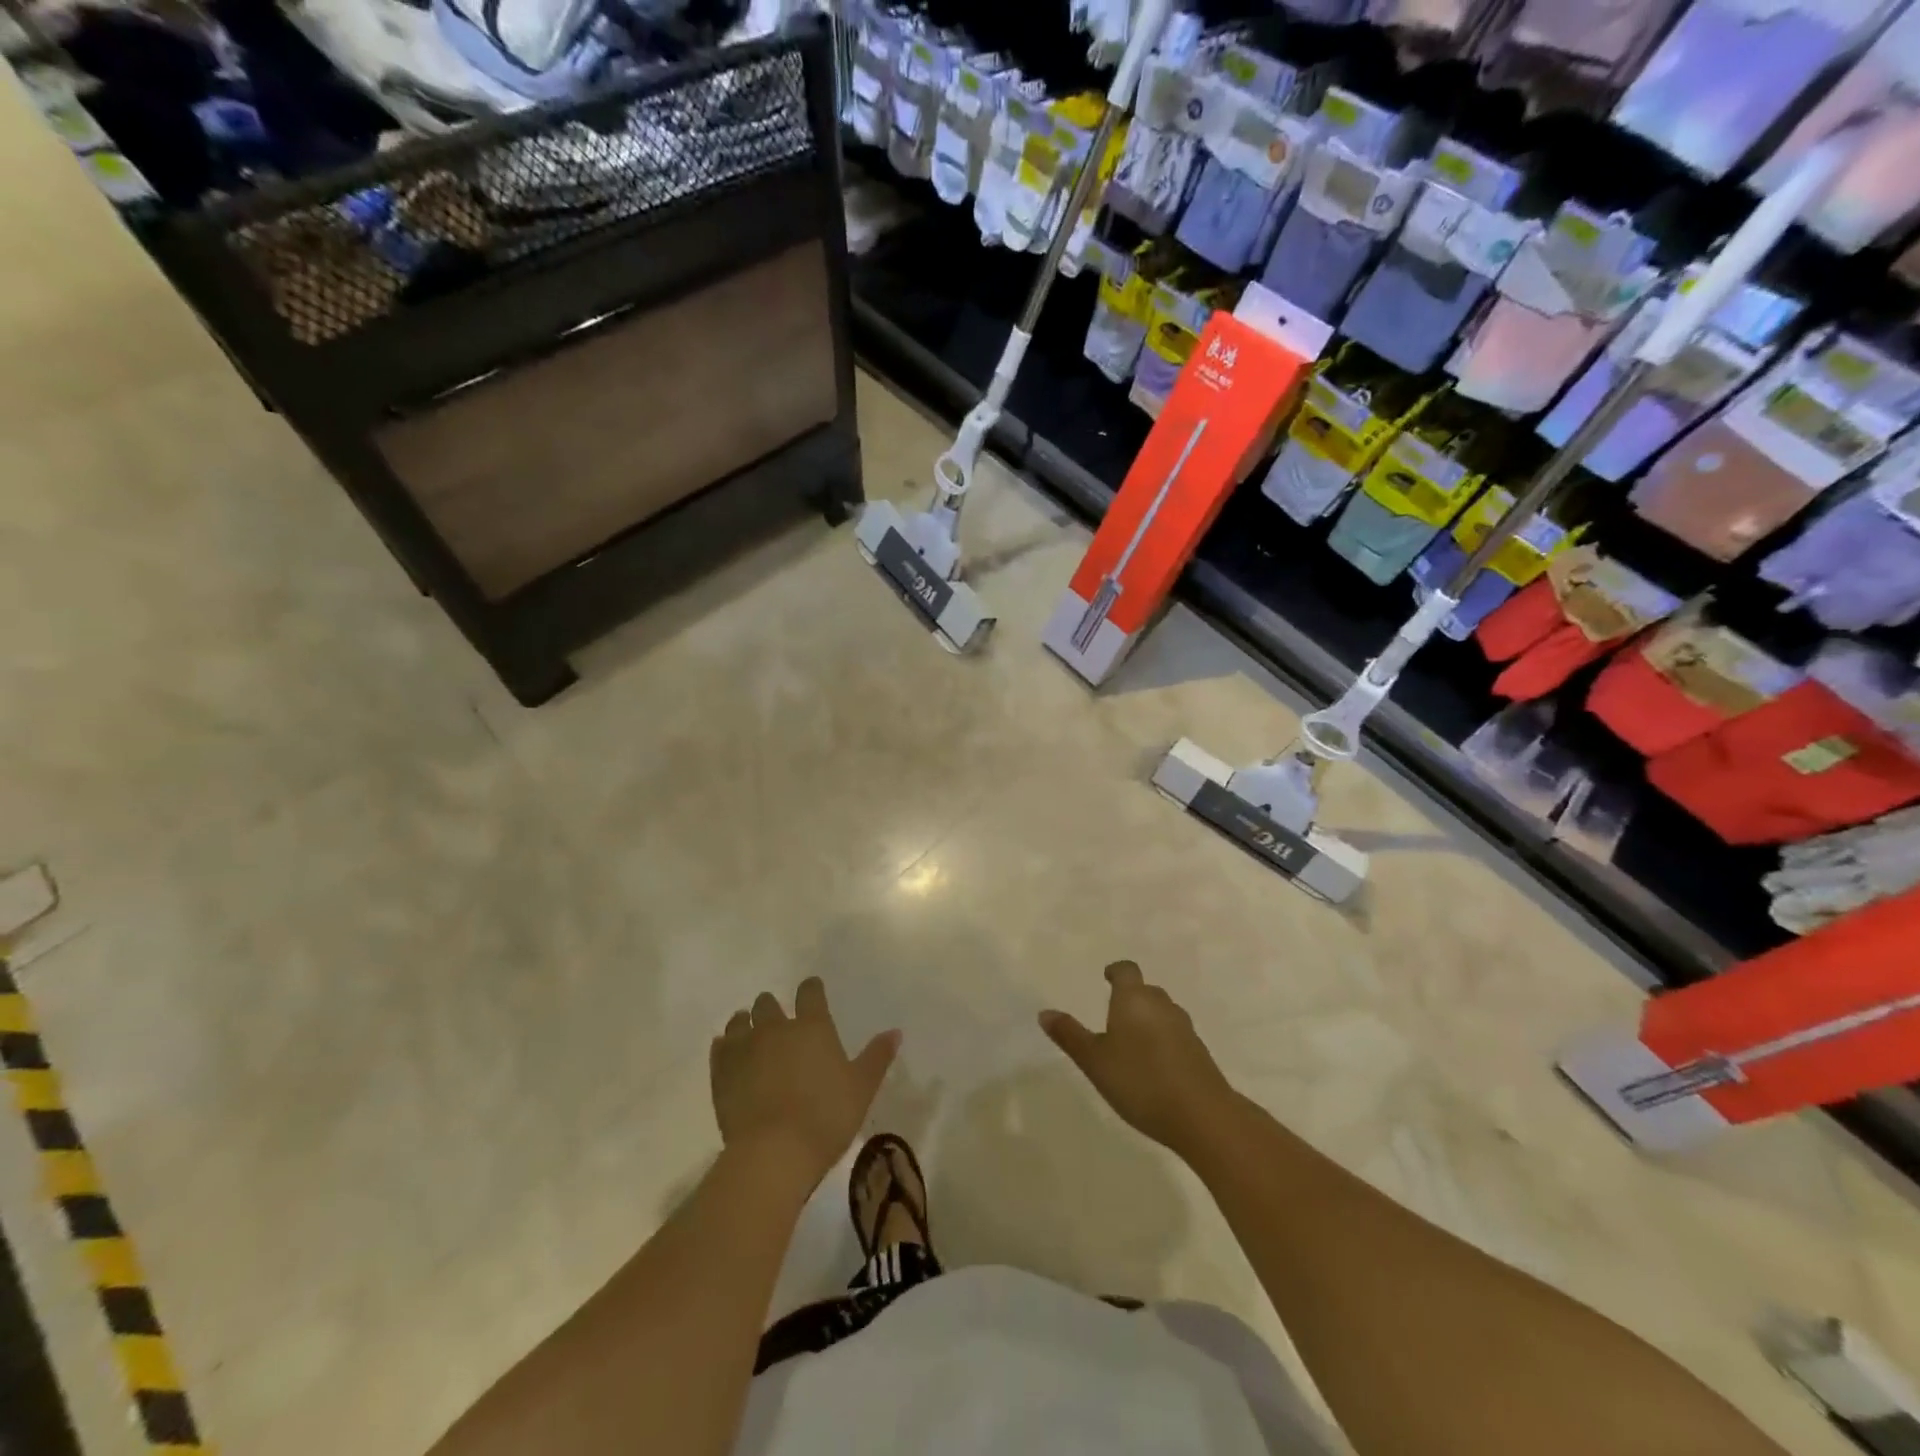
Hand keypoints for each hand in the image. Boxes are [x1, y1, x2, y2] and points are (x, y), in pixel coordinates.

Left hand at [710, 977, 899, 1190]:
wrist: (773, 1153)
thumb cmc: (826, 1117)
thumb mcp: (862, 1088)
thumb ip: (877, 1057)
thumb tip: (895, 1032)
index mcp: (812, 1027)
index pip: (810, 992)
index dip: (811, 989)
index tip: (812, 991)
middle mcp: (776, 1028)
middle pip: (768, 1003)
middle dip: (772, 1007)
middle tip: (778, 1022)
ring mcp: (744, 1048)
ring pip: (740, 1021)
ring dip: (746, 1023)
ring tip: (750, 1034)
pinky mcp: (721, 1072)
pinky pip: (720, 1048)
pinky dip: (725, 1047)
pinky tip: (729, 1054)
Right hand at [1040, 961, 1237, 1155]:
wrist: (1202, 1115)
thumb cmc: (1140, 1081)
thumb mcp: (1094, 1061)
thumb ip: (1070, 1035)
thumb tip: (1045, 1012)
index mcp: (1133, 999)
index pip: (1126, 971)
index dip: (1115, 971)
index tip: (1106, 977)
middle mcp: (1161, 1005)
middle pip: (1146, 990)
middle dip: (1130, 997)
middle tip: (1113, 1014)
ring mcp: (1185, 1028)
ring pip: (1162, 1012)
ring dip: (1148, 1019)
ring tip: (1131, 1041)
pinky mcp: (1199, 1052)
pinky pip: (1175, 1035)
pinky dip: (1163, 1041)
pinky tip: (1154, 1065)